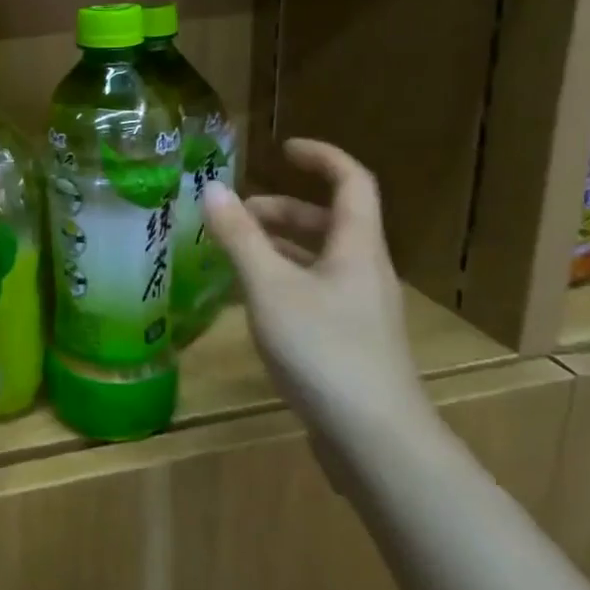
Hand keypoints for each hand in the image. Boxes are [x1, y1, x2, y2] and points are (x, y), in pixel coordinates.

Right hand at [199, 139, 432, 442]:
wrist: (376, 441)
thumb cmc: (324, 350)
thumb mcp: (270, 287)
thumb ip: (240, 238)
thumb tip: (213, 189)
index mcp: (356, 248)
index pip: (351, 182)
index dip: (321, 157)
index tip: (282, 148)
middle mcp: (364, 271)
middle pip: (329, 222)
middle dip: (282, 209)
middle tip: (236, 215)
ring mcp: (359, 309)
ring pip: (319, 259)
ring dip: (278, 246)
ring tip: (233, 253)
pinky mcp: (350, 340)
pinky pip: (314, 290)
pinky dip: (282, 280)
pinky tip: (251, 301)